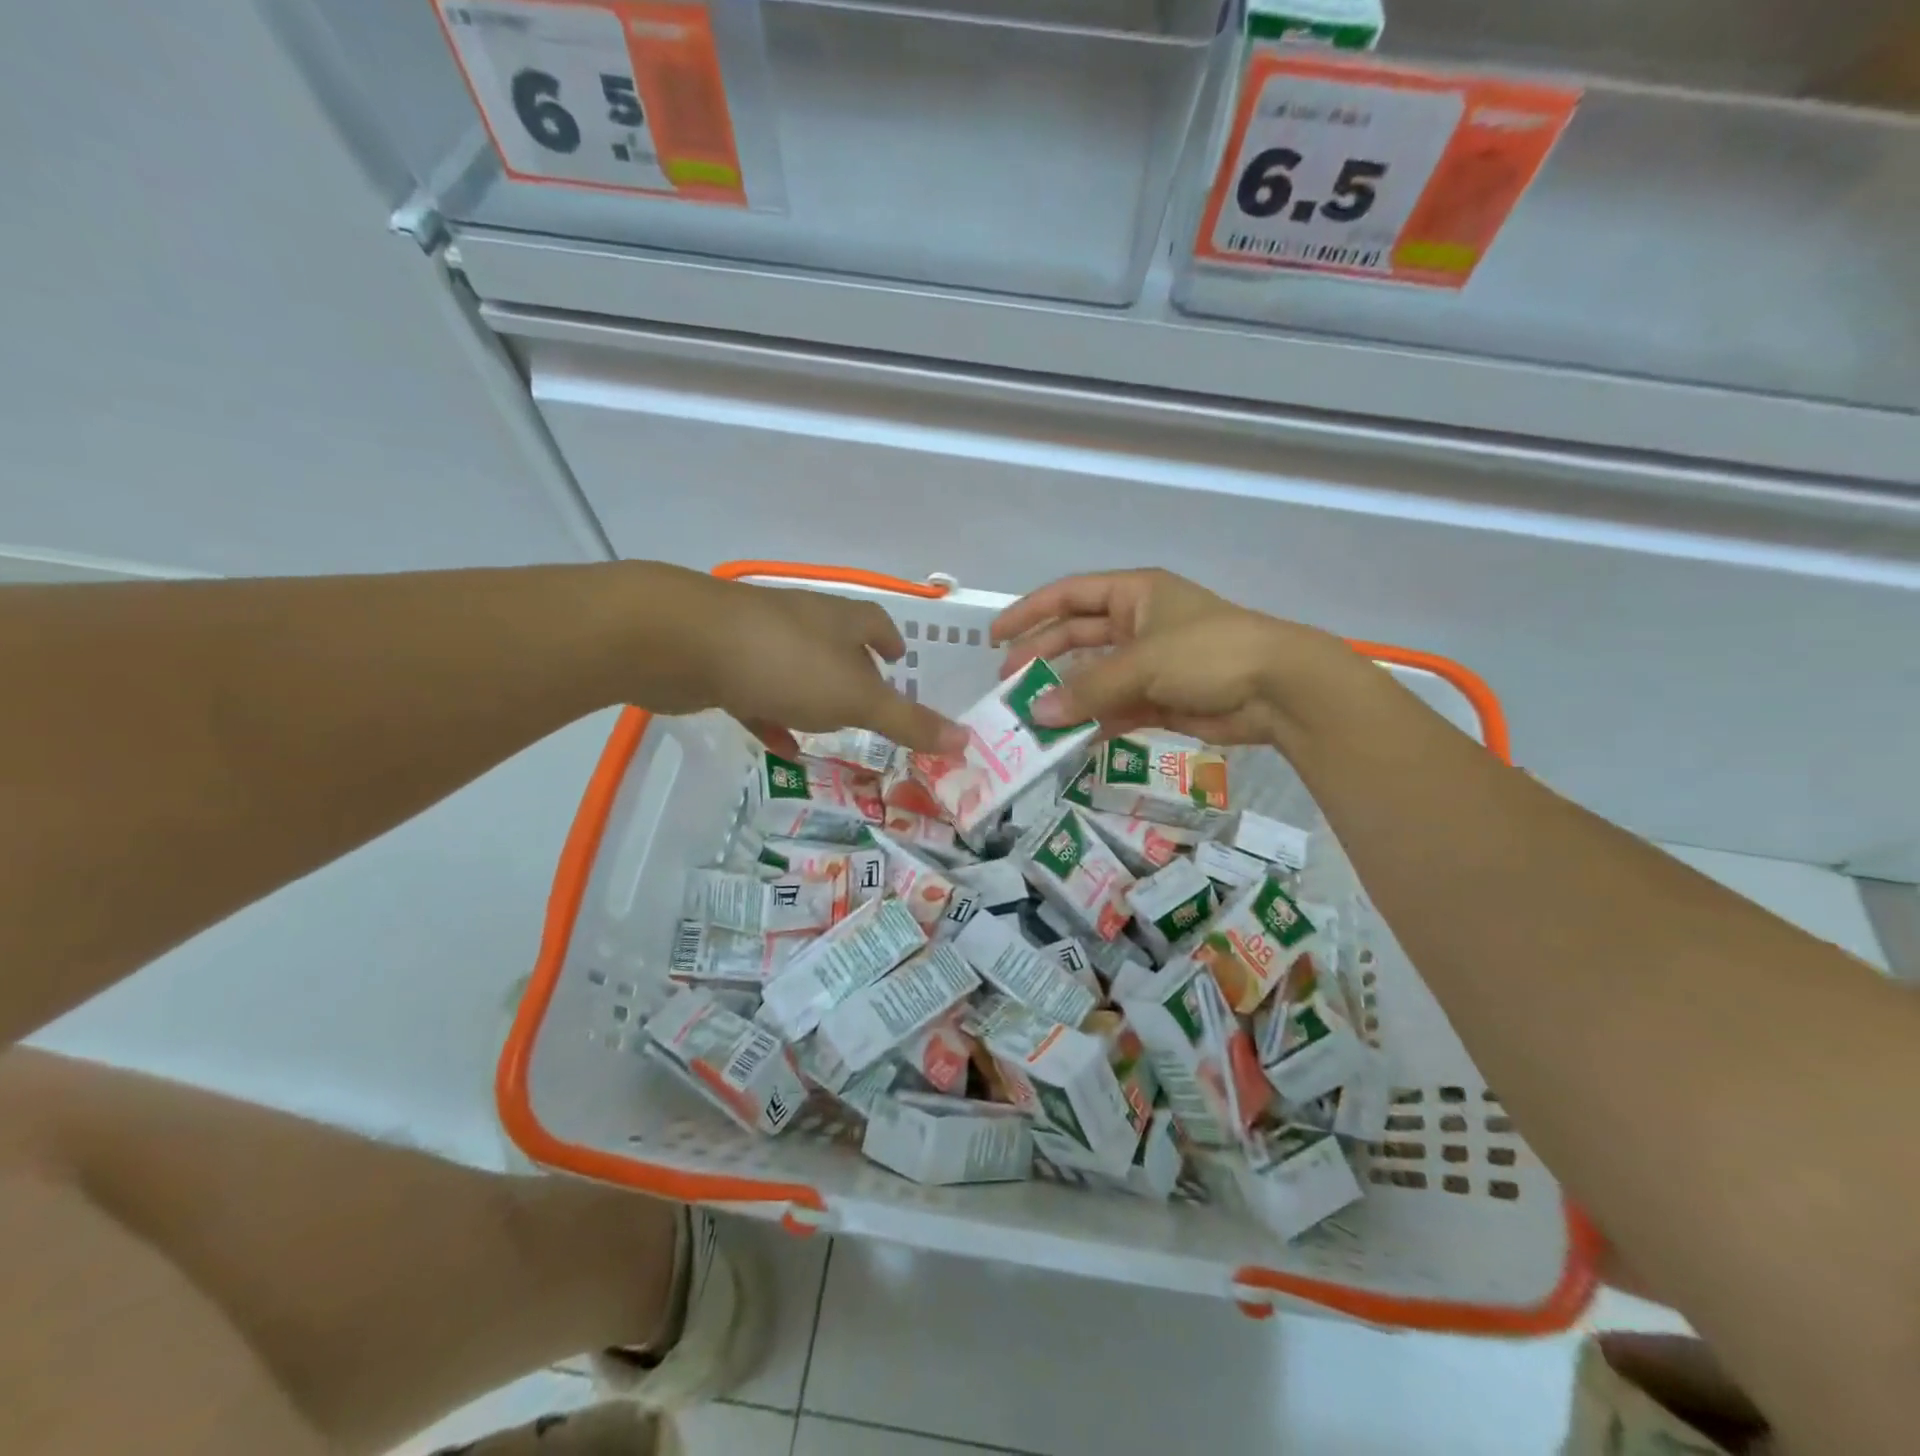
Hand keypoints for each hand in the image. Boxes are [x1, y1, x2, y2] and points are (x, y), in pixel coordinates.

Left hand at [676, 576, 966, 756]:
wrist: (681, 643)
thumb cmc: (785, 663)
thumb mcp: (856, 698)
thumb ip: (908, 722)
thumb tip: (965, 740)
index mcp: (838, 620)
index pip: (874, 623)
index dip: (888, 640)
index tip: (899, 657)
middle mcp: (801, 623)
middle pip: (835, 645)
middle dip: (854, 672)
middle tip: (870, 704)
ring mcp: (757, 641)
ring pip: (795, 670)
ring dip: (813, 697)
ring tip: (829, 727)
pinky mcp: (721, 665)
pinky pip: (756, 694)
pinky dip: (772, 716)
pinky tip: (780, 746)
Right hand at [990, 569, 1335, 745]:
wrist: (1279, 690)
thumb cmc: (1209, 652)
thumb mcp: (1142, 662)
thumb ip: (1087, 689)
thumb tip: (1037, 714)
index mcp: (1135, 594)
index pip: (1070, 595)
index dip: (1030, 614)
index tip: (995, 639)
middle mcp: (1138, 624)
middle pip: (1076, 637)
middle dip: (1041, 659)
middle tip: (1008, 686)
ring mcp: (1150, 663)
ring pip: (1094, 678)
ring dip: (1065, 697)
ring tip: (1031, 719)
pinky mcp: (1161, 698)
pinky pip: (1115, 709)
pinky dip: (1093, 723)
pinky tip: (1068, 739)